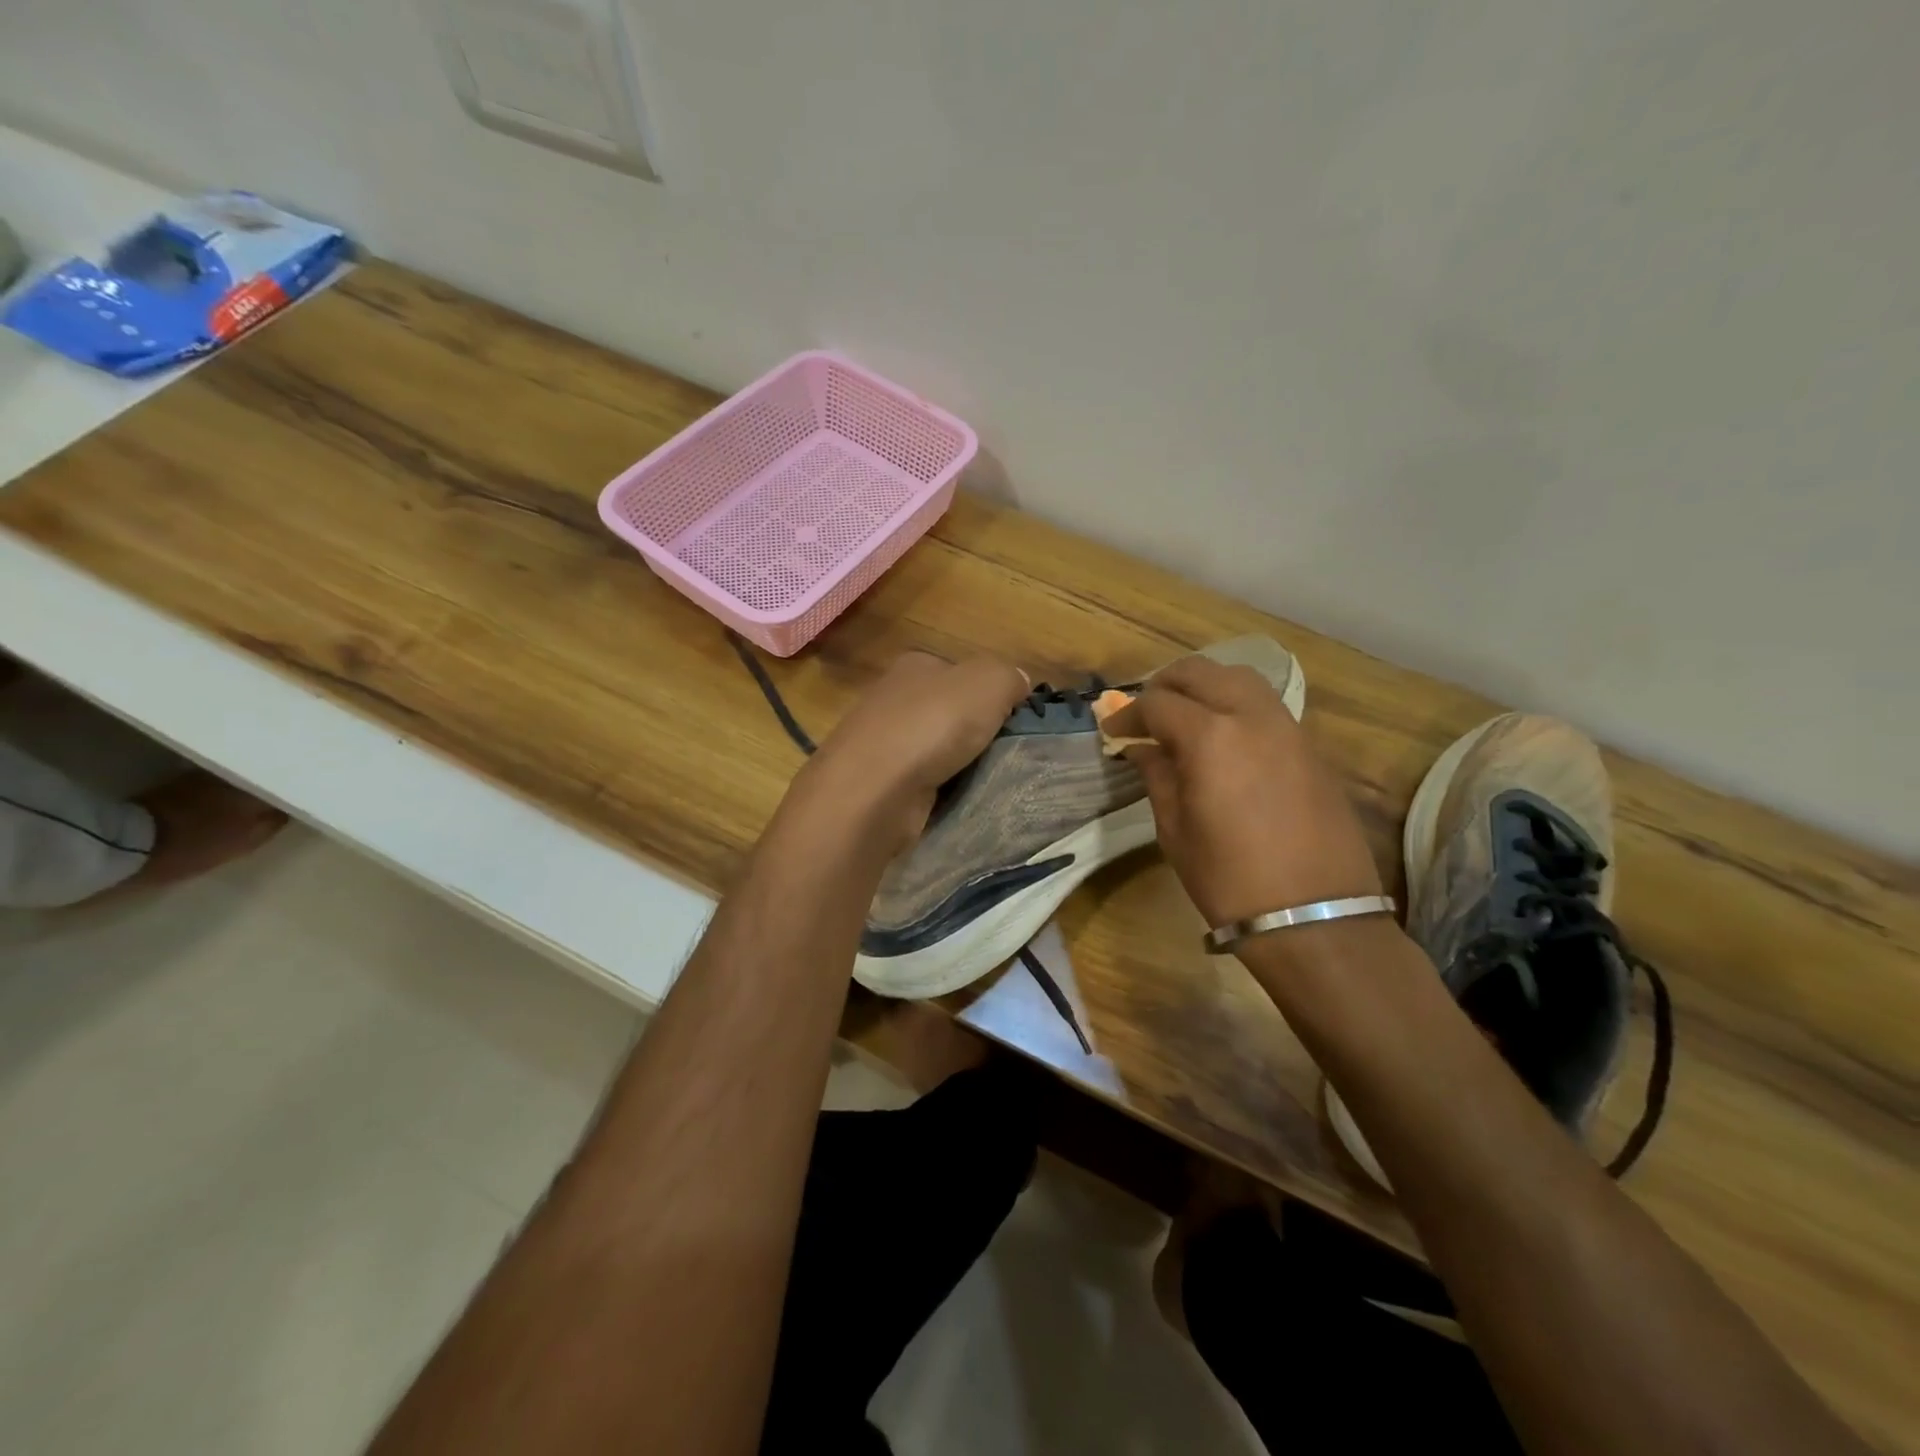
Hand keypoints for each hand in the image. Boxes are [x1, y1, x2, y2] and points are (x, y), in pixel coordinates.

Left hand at [789, 650, 1029, 855]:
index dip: (992, 693)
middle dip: (977, 732)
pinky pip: (925, 783)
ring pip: (938, 750)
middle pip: (950, 713)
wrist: (873, 791)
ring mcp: (882, 743)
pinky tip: (958, 800)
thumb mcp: (988, 682)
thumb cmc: (932, 725)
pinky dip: (942, 791)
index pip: (962, 673)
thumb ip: (1009, 678)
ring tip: (989, 780)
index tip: (1016, 720)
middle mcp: (893, 699)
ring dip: (961, 765)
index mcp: (915, 665)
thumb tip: (1018, 685)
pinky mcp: (880, 784)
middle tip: (1008, 753)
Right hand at [1103, 657, 1382, 929]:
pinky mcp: (1311, 747)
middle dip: (1165, 684)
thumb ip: (1157, 776)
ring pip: (1241, 679)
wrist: (1313, 916)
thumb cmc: (1229, 879)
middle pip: (1201, 672)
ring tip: (1185, 714)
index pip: (1158, 703)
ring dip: (1206, 686)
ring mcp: (1288, 728)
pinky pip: (1267, 706)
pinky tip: (1224, 736)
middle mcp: (1252, 717)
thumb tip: (1143, 748)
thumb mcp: (1175, 830)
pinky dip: (1237, 705)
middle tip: (1145, 712)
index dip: (1128, 713)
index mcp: (1210, 738)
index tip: (1112, 730)